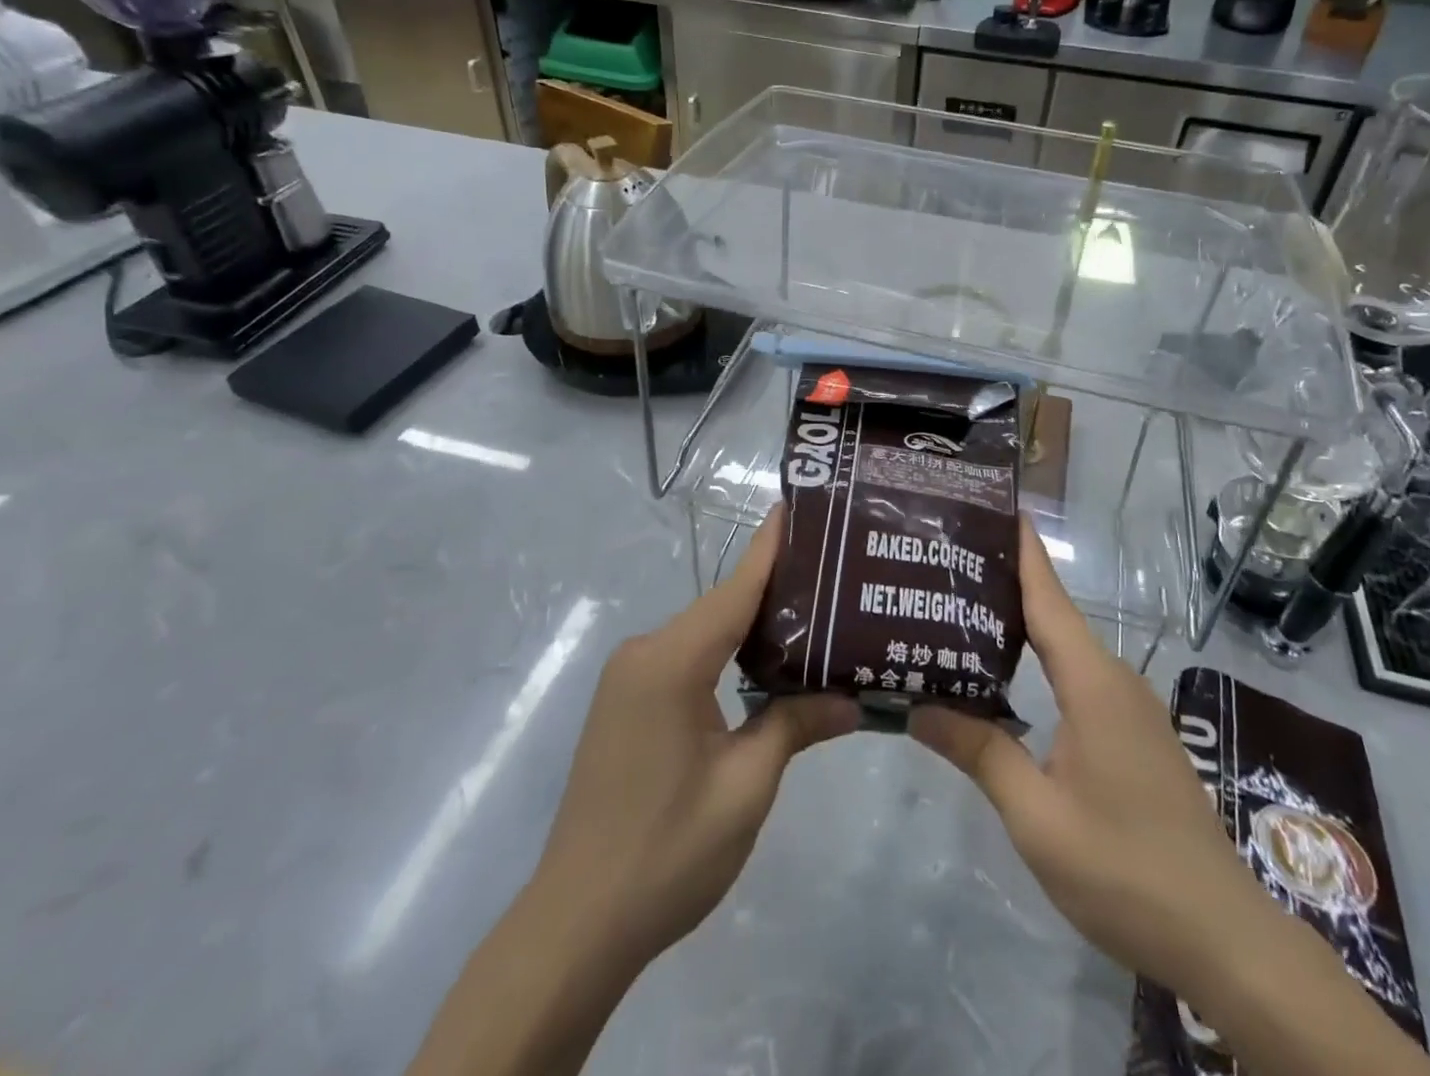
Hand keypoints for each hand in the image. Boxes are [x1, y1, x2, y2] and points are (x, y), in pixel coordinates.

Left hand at [532, 502, 857, 969]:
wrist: (576, 925)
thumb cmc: (667, 853)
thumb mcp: (746, 788)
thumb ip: (795, 726)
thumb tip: (854, 700)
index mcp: (671, 662)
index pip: (735, 590)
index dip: (771, 548)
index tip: (800, 505)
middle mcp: (644, 653)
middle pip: (721, 607)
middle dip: (775, 589)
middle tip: (835, 573)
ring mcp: (629, 677)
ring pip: (704, 633)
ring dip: (752, 625)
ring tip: (813, 613)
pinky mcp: (626, 702)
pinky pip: (686, 657)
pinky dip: (726, 652)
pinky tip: (764, 662)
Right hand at [911, 519, 1429, 1075]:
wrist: (1222, 936)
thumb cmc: (1124, 868)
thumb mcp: (1036, 815)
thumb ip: (979, 751)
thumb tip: (916, 706)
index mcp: (1092, 683)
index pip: (1049, 598)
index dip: (1024, 550)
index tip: (996, 507)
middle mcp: (1115, 680)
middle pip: (1054, 615)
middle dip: (1006, 583)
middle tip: (949, 565)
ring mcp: (1129, 708)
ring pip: (1066, 649)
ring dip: (1021, 626)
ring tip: (963, 613)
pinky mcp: (1134, 735)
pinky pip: (1078, 678)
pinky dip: (1039, 662)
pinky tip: (1006, 678)